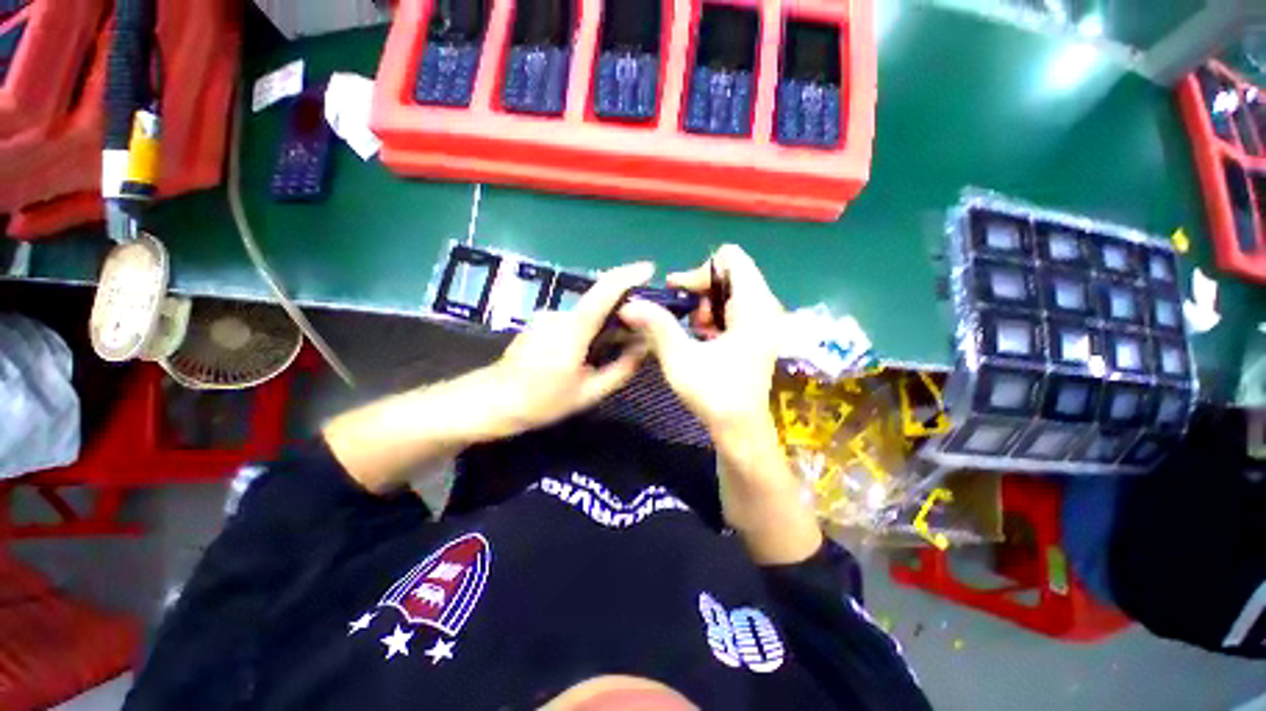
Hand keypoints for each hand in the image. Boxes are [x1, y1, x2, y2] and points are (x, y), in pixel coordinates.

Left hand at [486, 261, 654, 436]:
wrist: (493, 401)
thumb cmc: (541, 401)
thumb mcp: (588, 393)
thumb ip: (621, 369)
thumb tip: (643, 348)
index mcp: (573, 330)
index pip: (603, 292)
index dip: (627, 275)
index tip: (649, 269)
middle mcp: (559, 315)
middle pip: (599, 304)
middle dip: (622, 313)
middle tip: (637, 335)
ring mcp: (547, 317)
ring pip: (587, 315)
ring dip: (604, 326)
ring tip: (612, 351)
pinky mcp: (541, 322)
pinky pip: (573, 321)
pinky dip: (588, 331)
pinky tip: (587, 354)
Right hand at [621, 246, 820, 563]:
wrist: (741, 430)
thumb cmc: (715, 395)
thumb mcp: (680, 359)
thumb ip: (656, 326)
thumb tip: (629, 304)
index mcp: (754, 307)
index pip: (731, 257)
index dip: (700, 271)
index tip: (680, 296)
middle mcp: (765, 307)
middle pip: (729, 273)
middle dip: (700, 291)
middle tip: (685, 319)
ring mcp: (763, 320)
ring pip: (729, 291)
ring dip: (705, 306)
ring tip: (695, 333)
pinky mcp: (757, 333)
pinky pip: (733, 308)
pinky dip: (714, 317)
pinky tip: (703, 340)